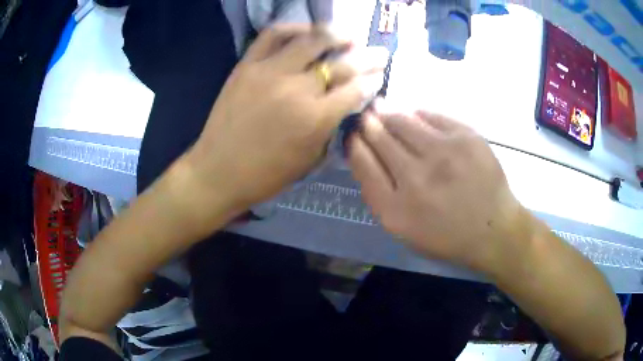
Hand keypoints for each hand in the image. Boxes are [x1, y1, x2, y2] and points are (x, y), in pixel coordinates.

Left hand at [185, 25, 387, 212]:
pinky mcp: (247, 65)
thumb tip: (347, 102)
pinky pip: (272, 35)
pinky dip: (293, 28)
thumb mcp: (310, 159)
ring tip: (349, 35)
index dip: (373, 80)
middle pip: (342, 63)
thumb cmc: (266, 175)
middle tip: (380, 53)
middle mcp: (297, 89)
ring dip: (336, 35)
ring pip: (311, 41)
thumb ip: (331, 126)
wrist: (218, 171)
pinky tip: (307, 31)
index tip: (380, 75)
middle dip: (368, 57)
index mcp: (316, 119)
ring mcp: (270, 72)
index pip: (356, 89)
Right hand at [348, 105, 525, 271]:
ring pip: (402, 120)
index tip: (354, 135)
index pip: (362, 162)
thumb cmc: (446, 235)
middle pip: (379, 137)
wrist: (493, 228)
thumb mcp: (403, 230)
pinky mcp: (465, 137)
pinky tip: (414, 115)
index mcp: (395, 208)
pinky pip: (430, 115)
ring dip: (388, 113)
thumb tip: (364, 154)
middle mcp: (415, 177)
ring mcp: (442, 154)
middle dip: (369, 124)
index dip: (355, 144)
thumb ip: (379, 195)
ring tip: (384, 108)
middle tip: (366, 116)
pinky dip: (417, 113)